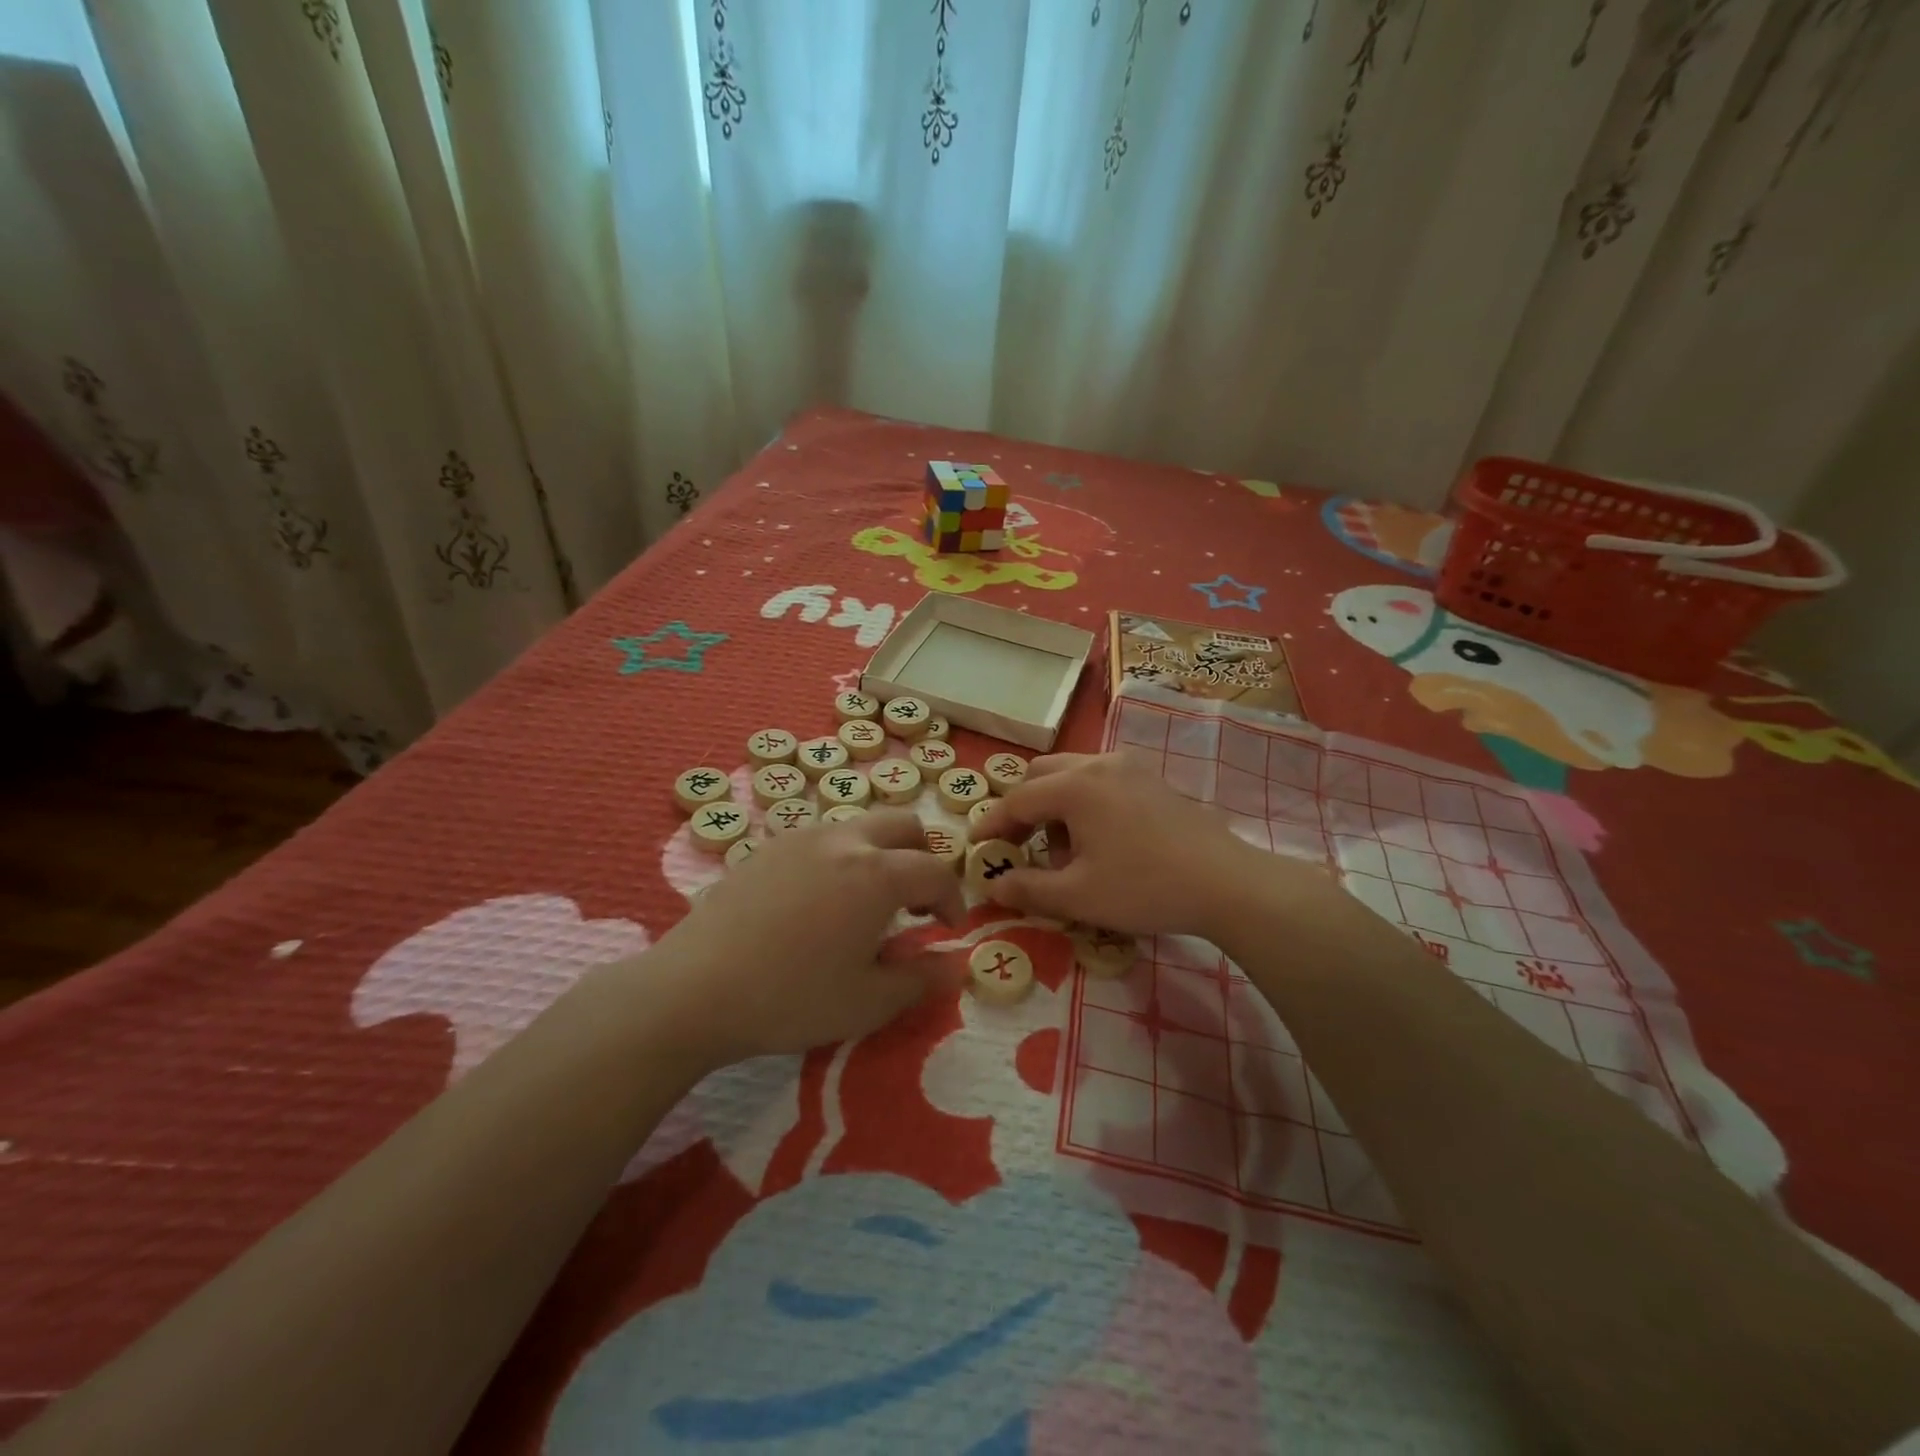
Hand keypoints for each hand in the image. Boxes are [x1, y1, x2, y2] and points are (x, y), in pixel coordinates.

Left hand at [653, 811, 967, 1067]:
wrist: (694, 989)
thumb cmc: (791, 998)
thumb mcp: (868, 1002)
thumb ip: (922, 979)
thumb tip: (955, 962)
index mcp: (877, 874)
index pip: (935, 872)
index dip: (952, 900)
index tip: (948, 929)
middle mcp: (844, 840)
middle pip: (904, 825)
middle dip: (922, 858)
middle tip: (914, 904)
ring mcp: (801, 837)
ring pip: (861, 826)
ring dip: (881, 855)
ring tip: (866, 905)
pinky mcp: (768, 847)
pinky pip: (823, 838)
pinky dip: (842, 858)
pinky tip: (819, 903)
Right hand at [968, 751, 1327, 937]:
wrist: (1225, 883)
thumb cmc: (1144, 887)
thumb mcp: (1078, 896)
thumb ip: (1028, 888)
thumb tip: (992, 885)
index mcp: (1075, 786)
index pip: (1017, 800)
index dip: (992, 825)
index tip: (975, 847)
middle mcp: (1099, 764)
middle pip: (1042, 775)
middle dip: (1022, 808)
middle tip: (1017, 846)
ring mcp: (1130, 767)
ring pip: (1072, 774)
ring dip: (1054, 804)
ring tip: (1061, 849)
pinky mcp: (1152, 779)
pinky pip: (1101, 780)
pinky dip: (1083, 801)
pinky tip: (1098, 839)